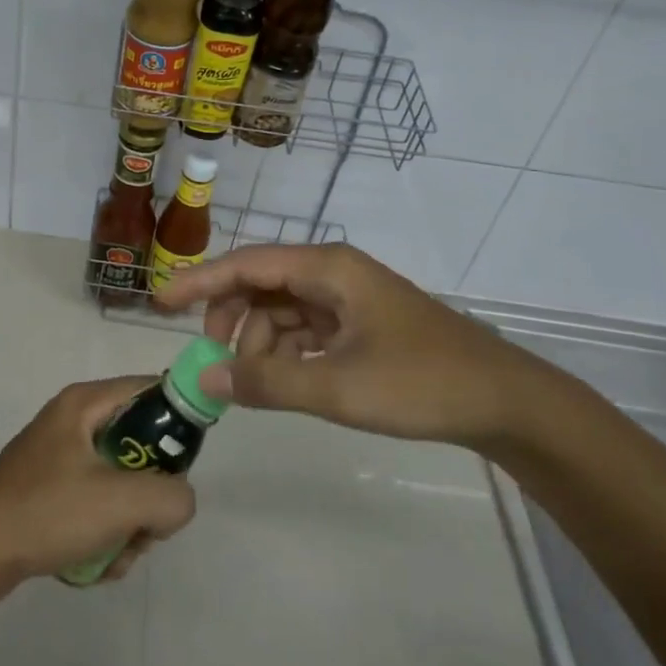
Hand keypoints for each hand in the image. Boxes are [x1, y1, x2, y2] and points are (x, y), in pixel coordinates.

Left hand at [0, 377, 196, 599]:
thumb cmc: (46, 512)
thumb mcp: (120, 502)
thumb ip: (170, 496)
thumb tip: (180, 501)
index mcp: (85, 403)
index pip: (151, 389)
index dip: (179, 419)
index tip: (188, 465)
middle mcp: (73, 422)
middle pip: (140, 446)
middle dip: (149, 495)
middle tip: (145, 526)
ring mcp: (58, 458)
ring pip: (120, 484)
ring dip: (127, 527)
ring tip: (112, 554)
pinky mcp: (49, 492)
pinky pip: (95, 507)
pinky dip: (102, 537)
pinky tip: (90, 565)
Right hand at [151, 244, 548, 449]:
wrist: (505, 401)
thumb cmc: (421, 383)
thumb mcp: (338, 387)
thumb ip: (268, 382)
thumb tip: (204, 377)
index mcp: (327, 268)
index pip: (246, 264)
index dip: (199, 282)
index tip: (160, 303)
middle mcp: (333, 272)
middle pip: (261, 284)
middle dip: (231, 319)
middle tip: (214, 360)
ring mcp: (348, 297)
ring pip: (281, 310)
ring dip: (260, 342)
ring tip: (259, 384)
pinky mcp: (360, 323)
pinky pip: (305, 329)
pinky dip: (286, 352)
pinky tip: (286, 382)